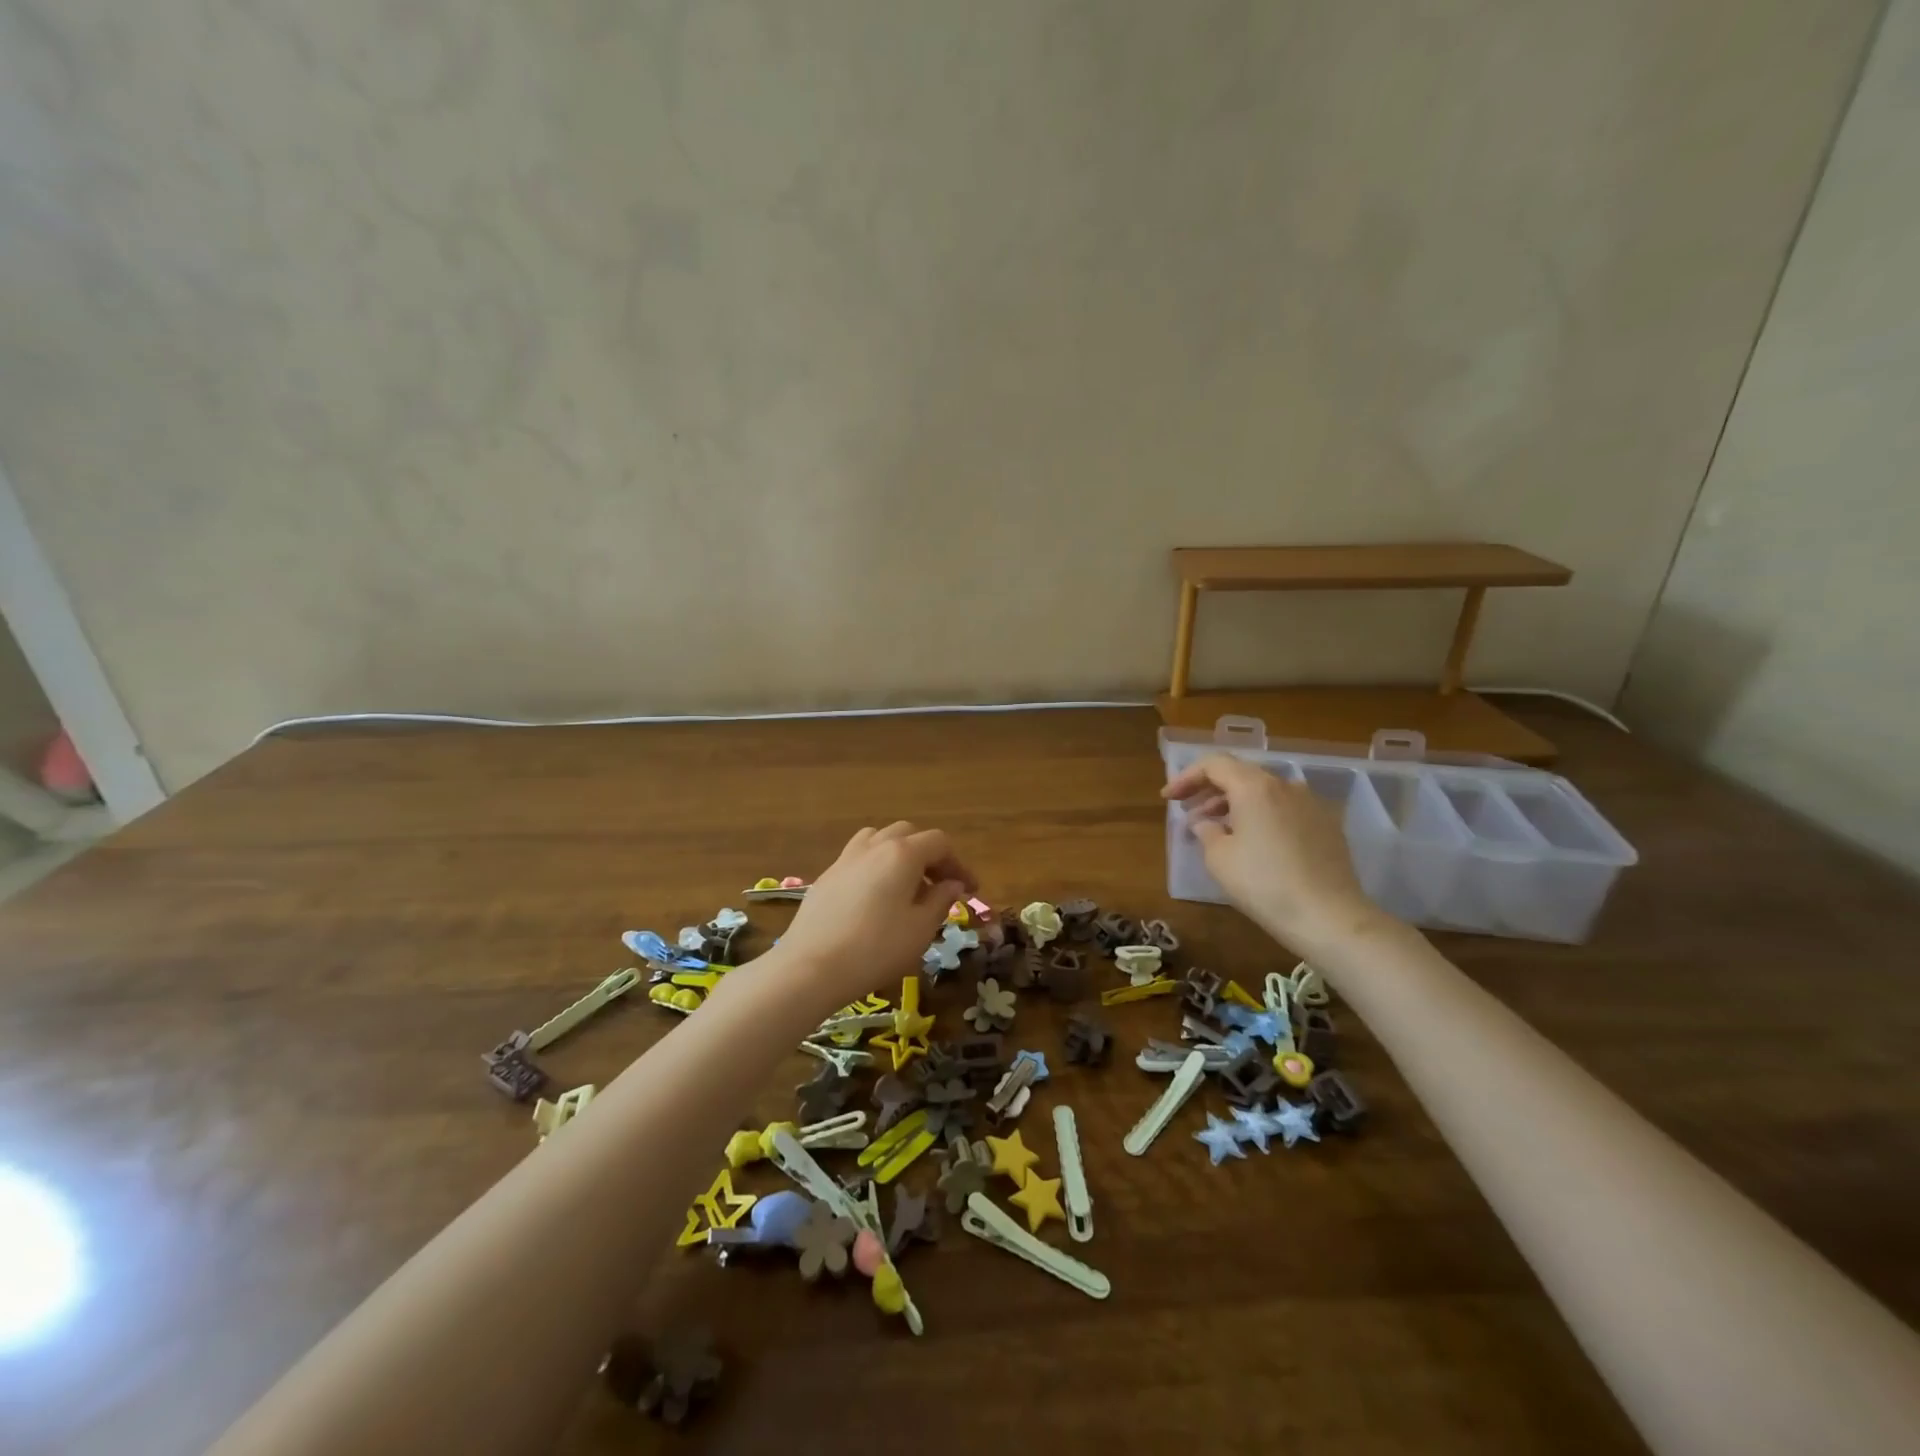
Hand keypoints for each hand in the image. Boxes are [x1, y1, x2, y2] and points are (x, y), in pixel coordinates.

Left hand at [776, 822, 975, 1007]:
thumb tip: (953, 885)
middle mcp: (874, 846)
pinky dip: (876, 866)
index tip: (969, 890)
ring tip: (906, 885)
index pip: (939, 843)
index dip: (959, 864)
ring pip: (879, 840)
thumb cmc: (876, 949)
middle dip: (930, 856)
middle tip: (940, 887)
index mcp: (902, 854)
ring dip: (899, 855)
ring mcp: (846, 858)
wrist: (811, 967)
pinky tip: (876, 897)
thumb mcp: (920, 929)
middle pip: (909, 835)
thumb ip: (941, 901)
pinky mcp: (827, 876)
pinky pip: (859, 857)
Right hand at [1162, 753, 1389, 953]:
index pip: (1214, 764)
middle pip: (1240, 774)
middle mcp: (1285, 786)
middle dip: (1210, 790)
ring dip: (1236, 804)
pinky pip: (1285, 809)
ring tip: (1218, 829)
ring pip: (1264, 792)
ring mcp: (1311, 804)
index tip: (1169, 798)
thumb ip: (1205, 831)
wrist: (1329, 916)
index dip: (1186, 778)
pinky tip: (1253, 842)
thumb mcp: (1219, 858)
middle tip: (1190, 813)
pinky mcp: (1327, 825)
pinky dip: (1262, 816)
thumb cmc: (1264, 883)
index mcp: (1254, 787)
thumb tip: (1205, 823)